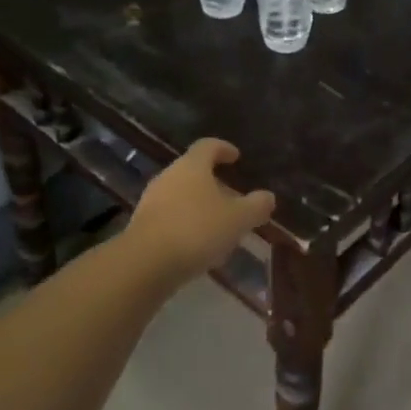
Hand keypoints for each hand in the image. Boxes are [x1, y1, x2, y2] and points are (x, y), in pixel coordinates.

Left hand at [126, 139, 274, 285]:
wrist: (145, 263)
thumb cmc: (197, 230)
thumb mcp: (237, 219)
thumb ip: (256, 206)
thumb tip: (268, 197)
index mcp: (192, 166)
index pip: (208, 146)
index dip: (224, 149)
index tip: (236, 157)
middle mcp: (169, 176)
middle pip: (193, 171)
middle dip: (214, 182)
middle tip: (233, 197)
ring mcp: (152, 200)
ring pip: (181, 195)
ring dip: (200, 205)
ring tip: (219, 224)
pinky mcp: (142, 225)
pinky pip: (170, 216)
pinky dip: (187, 223)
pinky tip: (199, 244)